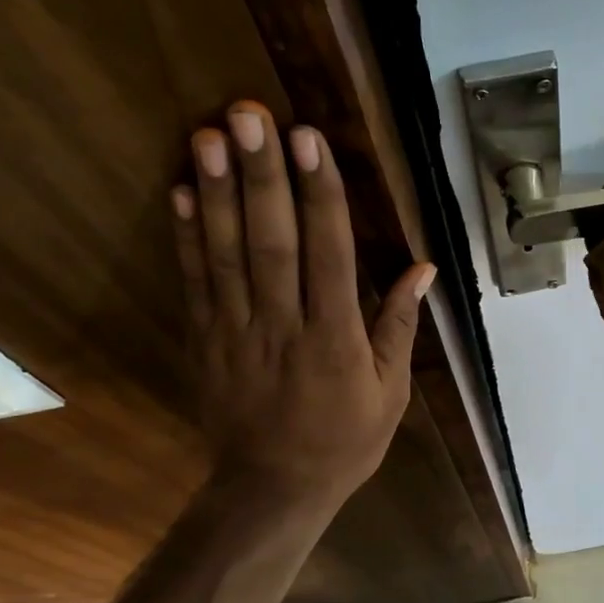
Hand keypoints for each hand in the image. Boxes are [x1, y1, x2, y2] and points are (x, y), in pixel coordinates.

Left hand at [172, 100, 434, 508]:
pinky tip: (180, 190)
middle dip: (261, 175)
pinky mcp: (205, 341)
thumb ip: (398, 328)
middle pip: (271, 243)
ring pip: (226, 254)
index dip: (320, 195)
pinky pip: (195, 282)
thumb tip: (423, 269)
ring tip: (210, 133)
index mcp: (335, 341)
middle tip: (250, 114)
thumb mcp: (389, 395)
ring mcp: (236, 333)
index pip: (329, 256)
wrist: (272, 489)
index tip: (310, 141)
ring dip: (217, 192)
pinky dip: (186, 236)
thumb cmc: (343, 442)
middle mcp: (283, 328)